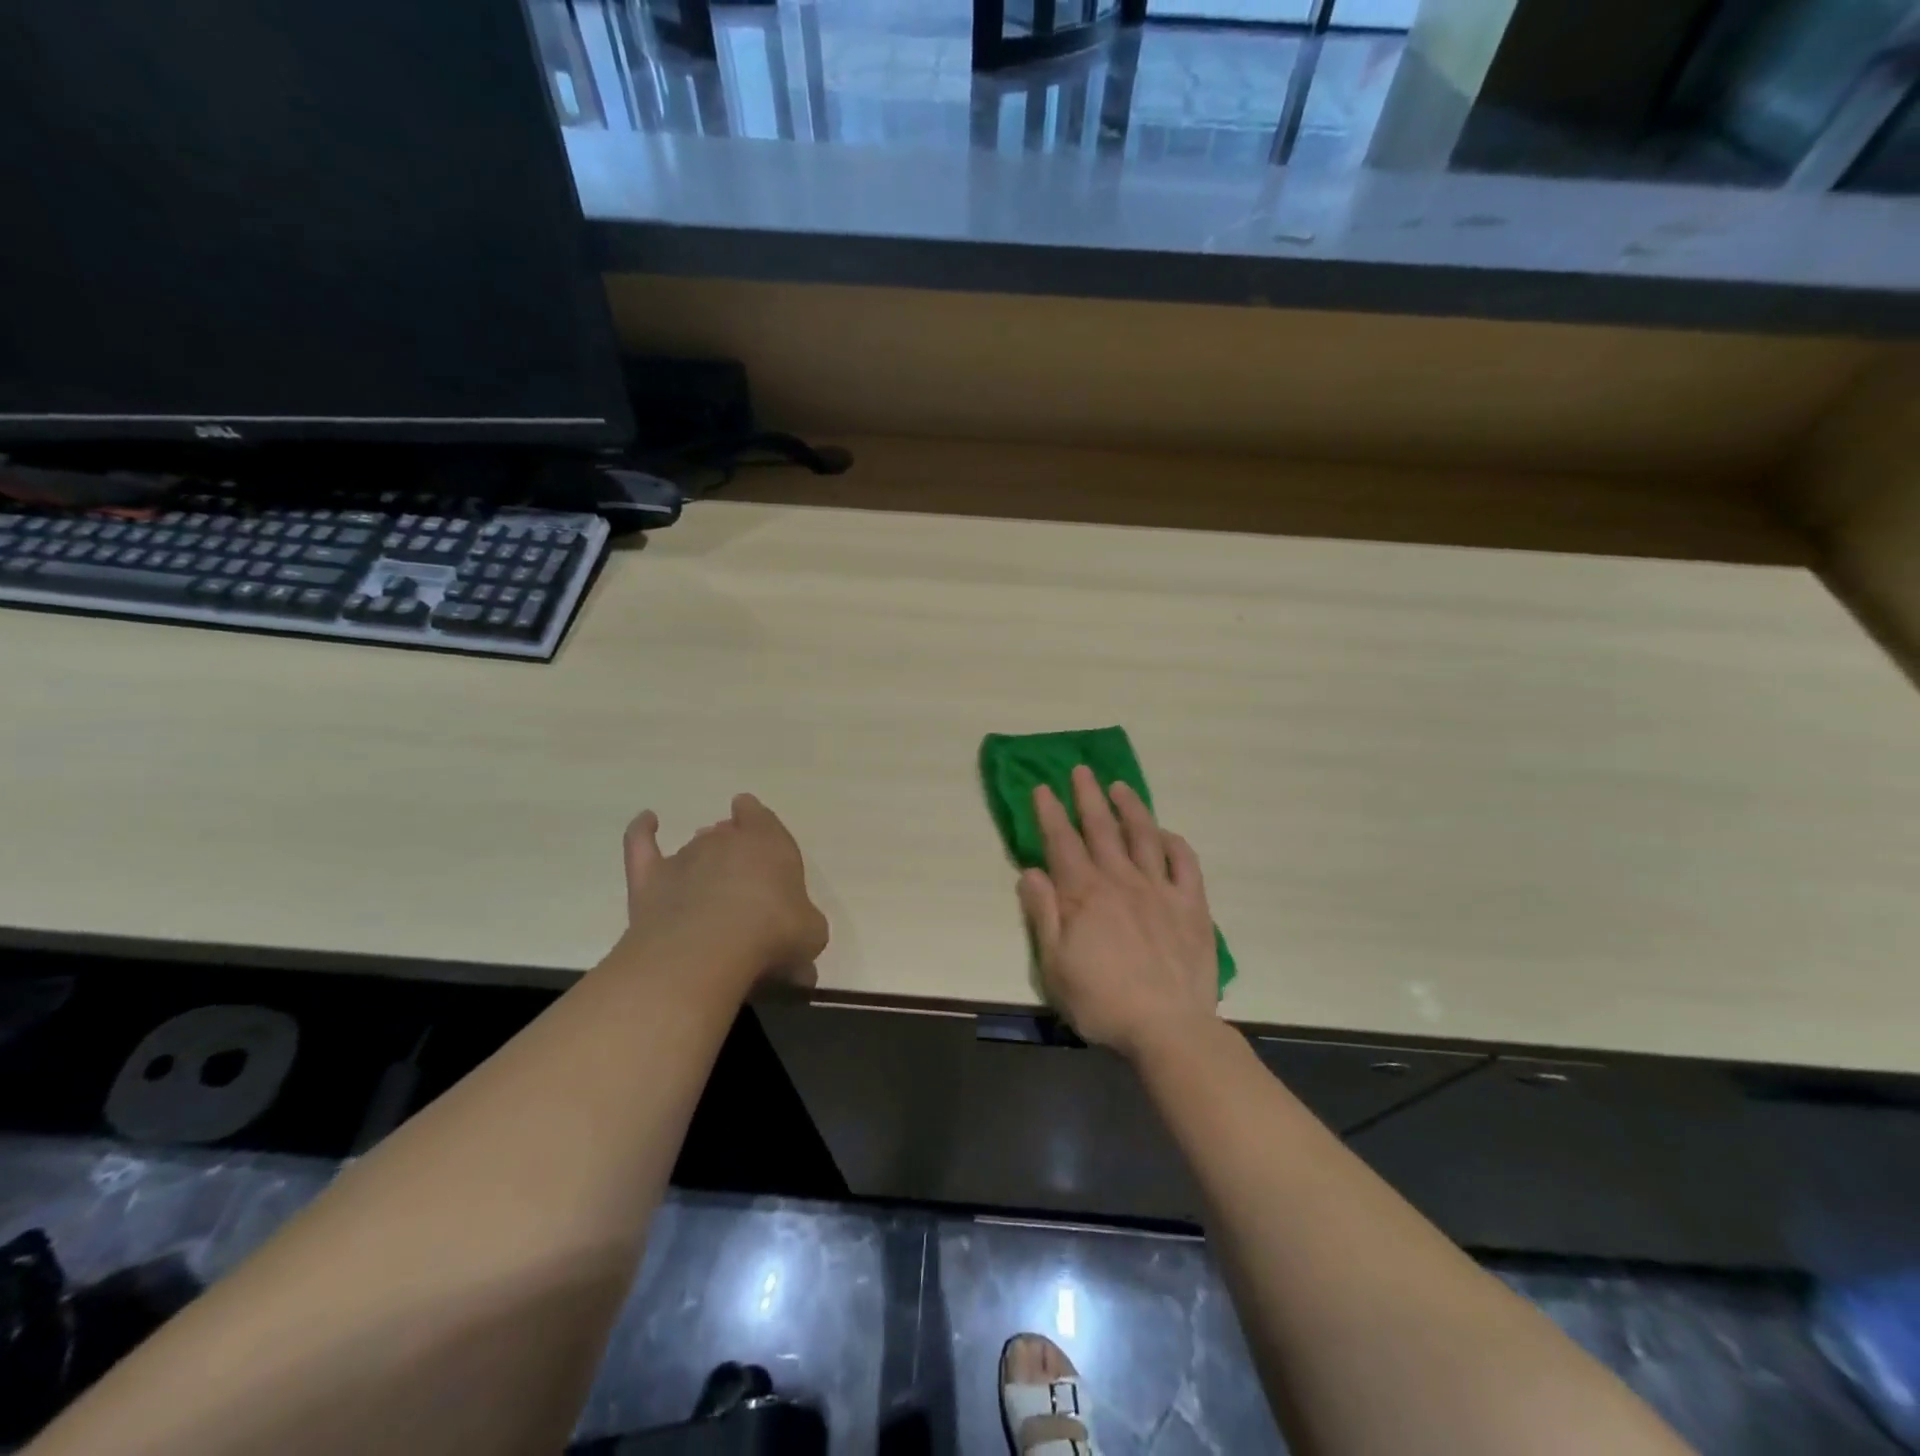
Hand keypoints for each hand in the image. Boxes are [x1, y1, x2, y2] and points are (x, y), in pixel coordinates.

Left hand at [620, 793, 828, 993]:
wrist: (707, 951)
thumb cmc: (772, 934)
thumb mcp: (811, 935)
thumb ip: (805, 929)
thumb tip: (798, 955)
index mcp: (770, 843)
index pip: (761, 817)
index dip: (759, 822)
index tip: (759, 832)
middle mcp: (725, 840)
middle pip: (727, 833)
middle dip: (732, 848)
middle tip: (739, 879)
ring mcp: (685, 857)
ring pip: (693, 846)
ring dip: (701, 858)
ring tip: (707, 886)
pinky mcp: (650, 878)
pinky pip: (642, 843)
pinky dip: (642, 830)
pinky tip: (647, 821)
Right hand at [1017, 765, 1219, 1063]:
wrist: (1168, 1027)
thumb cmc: (1102, 1001)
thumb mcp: (1054, 965)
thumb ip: (1041, 914)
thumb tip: (1030, 871)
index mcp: (1084, 894)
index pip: (1062, 842)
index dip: (1050, 813)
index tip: (1043, 787)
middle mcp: (1121, 881)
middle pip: (1101, 829)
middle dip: (1087, 797)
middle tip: (1080, 770)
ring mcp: (1160, 889)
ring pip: (1143, 836)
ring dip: (1130, 808)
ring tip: (1120, 786)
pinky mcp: (1191, 905)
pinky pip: (1185, 863)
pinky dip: (1174, 843)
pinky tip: (1165, 833)